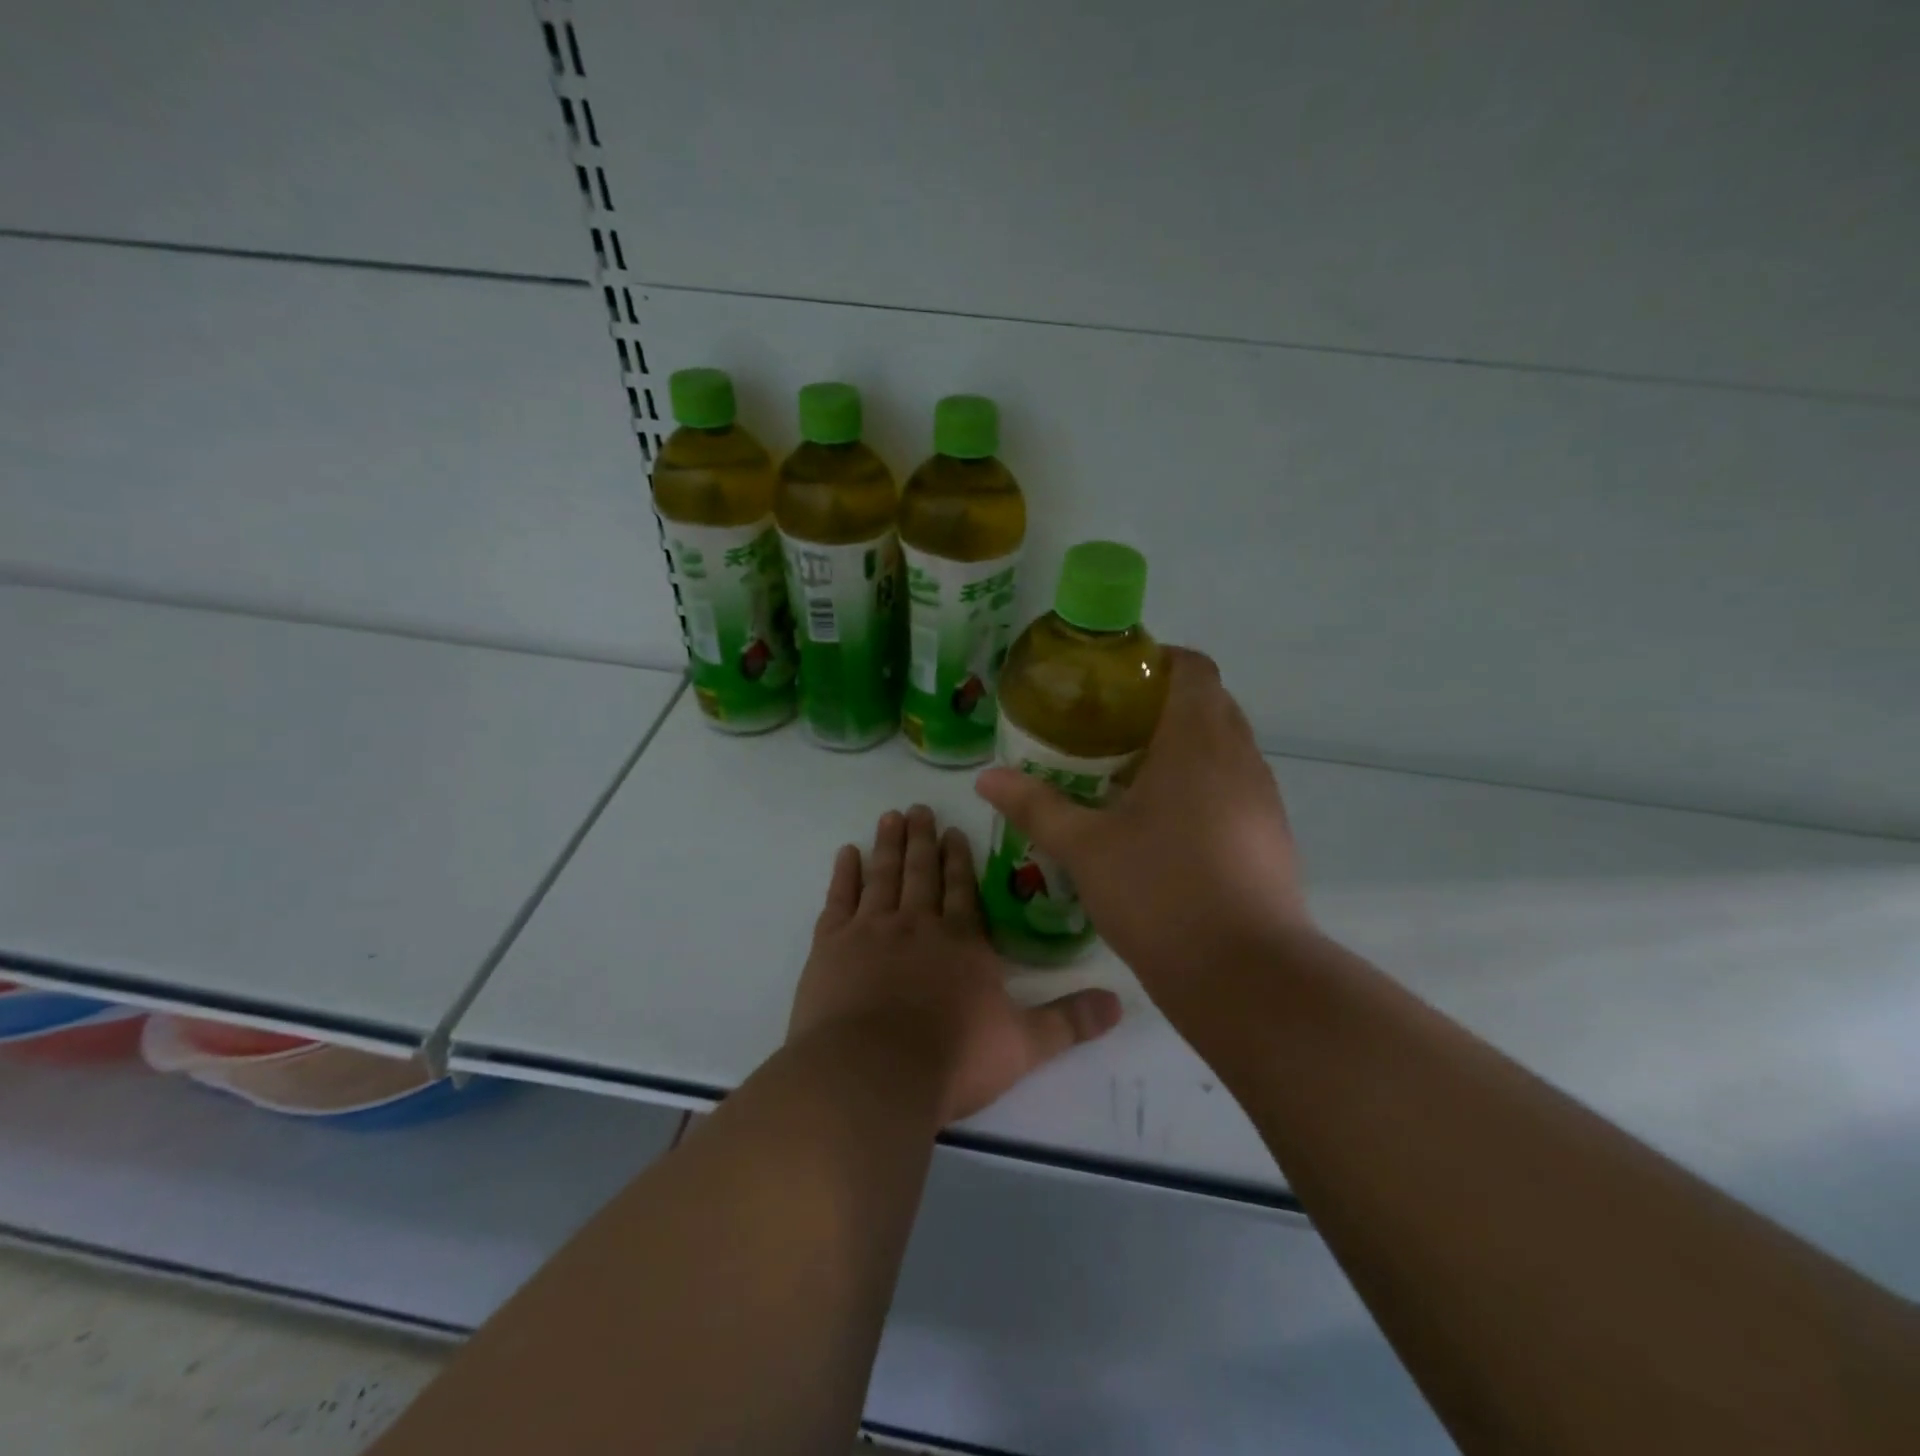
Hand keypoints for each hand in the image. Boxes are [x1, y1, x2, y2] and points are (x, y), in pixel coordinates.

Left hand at [788, 805, 1122, 1123]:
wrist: (872, 1074)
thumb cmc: (953, 1059)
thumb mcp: (1024, 1045)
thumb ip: (1069, 1021)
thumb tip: (1120, 1003)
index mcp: (962, 942)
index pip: (963, 889)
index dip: (960, 859)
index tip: (954, 829)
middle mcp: (918, 924)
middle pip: (922, 872)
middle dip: (922, 839)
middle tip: (917, 809)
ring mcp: (871, 930)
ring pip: (883, 875)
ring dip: (888, 845)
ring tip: (890, 817)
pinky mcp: (831, 946)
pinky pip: (839, 898)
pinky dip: (843, 874)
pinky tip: (846, 853)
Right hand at [974, 648, 1307, 999]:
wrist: (1244, 976)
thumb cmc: (1159, 893)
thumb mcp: (1085, 848)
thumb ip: (1035, 806)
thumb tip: (986, 778)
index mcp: (1198, 741)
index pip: (1193, 668)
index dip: (1157, 661)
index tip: (1115, 682)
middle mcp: (1241, 757)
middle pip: (1211, 703)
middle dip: (1164, 705)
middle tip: (1109, 730)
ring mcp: (1264, 798)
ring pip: (1227, 747)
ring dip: (1186, 747)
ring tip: (1132, 777)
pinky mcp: (1273, 836)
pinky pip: (1237, 786)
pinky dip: (1205, 785)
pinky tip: (1166, 826)